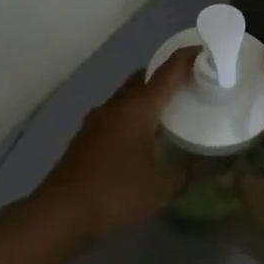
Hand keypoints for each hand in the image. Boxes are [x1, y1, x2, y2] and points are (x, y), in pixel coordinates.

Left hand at [25, 49, 196, 247]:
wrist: (60, 214)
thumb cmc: (116, 195)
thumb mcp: (161, 189)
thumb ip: (183, 173)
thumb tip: (197, 165)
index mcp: (138, 111)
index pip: (167, 74)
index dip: (186, 59)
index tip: (203, 50)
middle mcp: (115, 108)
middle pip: (141, 79)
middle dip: (162, 77)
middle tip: (185, 87)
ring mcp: (94, 122)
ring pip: (124, 98)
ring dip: (143, 99)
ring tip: (163, 114)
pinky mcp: (83, 139)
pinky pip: (113, 116)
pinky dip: (129, 117)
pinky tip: (137, 139)